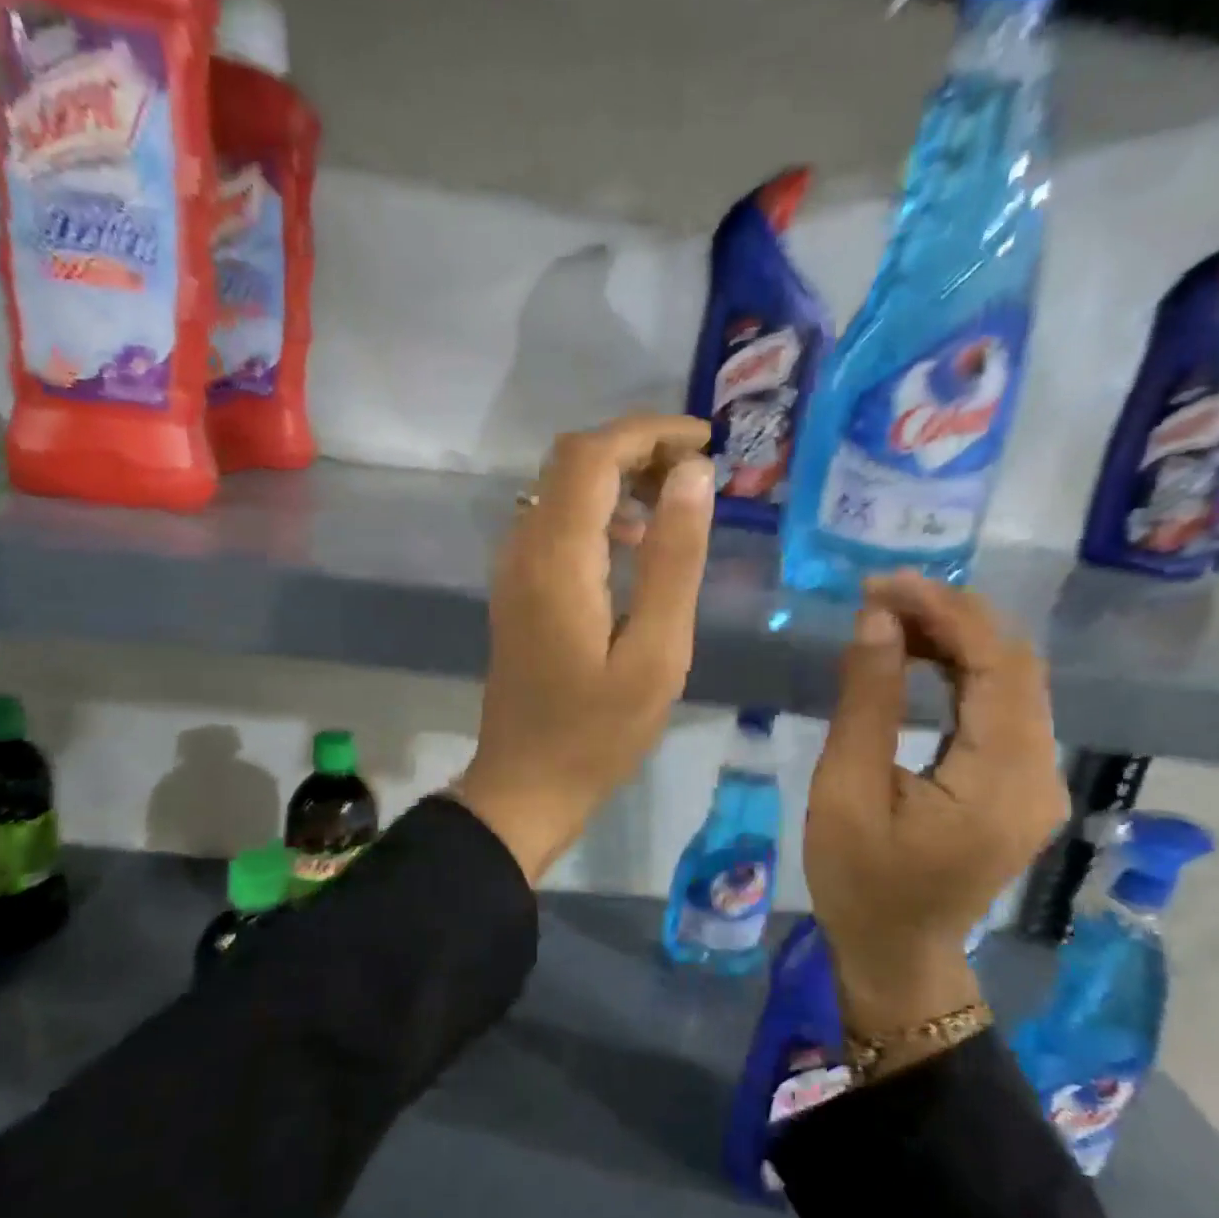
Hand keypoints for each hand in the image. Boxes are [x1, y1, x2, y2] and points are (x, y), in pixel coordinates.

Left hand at [455, 415, 714, 881]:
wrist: (525, 785)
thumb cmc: (598, 733)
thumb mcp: (655, 653)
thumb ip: (674, 560)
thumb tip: (692, 475)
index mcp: (557, 558)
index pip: (592, 455)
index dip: (648, 432)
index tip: (704, 442)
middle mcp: (524, 548)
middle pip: (572, 461)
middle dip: (634, 448)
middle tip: (695, 471)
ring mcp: (514, 569)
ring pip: (561, 489)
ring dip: (617, 478)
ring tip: (676, 503)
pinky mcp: (518, 589)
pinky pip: (555, 524)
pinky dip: (598, 512)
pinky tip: (635, 546)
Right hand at [806, 573, 1069, 1063]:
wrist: (898, 954)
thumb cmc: (859, 882)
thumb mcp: (846, 790)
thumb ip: (867, 701)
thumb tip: (878, 620)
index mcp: (1001, 781)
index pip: (997, 667)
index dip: (946, 613)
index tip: (883, 586)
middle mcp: (1039, 773)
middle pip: (1015, 666)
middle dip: (951, 617)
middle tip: (880, 597)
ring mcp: (1037, 779)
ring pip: (1012, 681)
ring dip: (957, 639)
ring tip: (891, 619)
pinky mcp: (1020, 783)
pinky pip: (1003, 707)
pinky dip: (963, 670)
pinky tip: (920, 657)